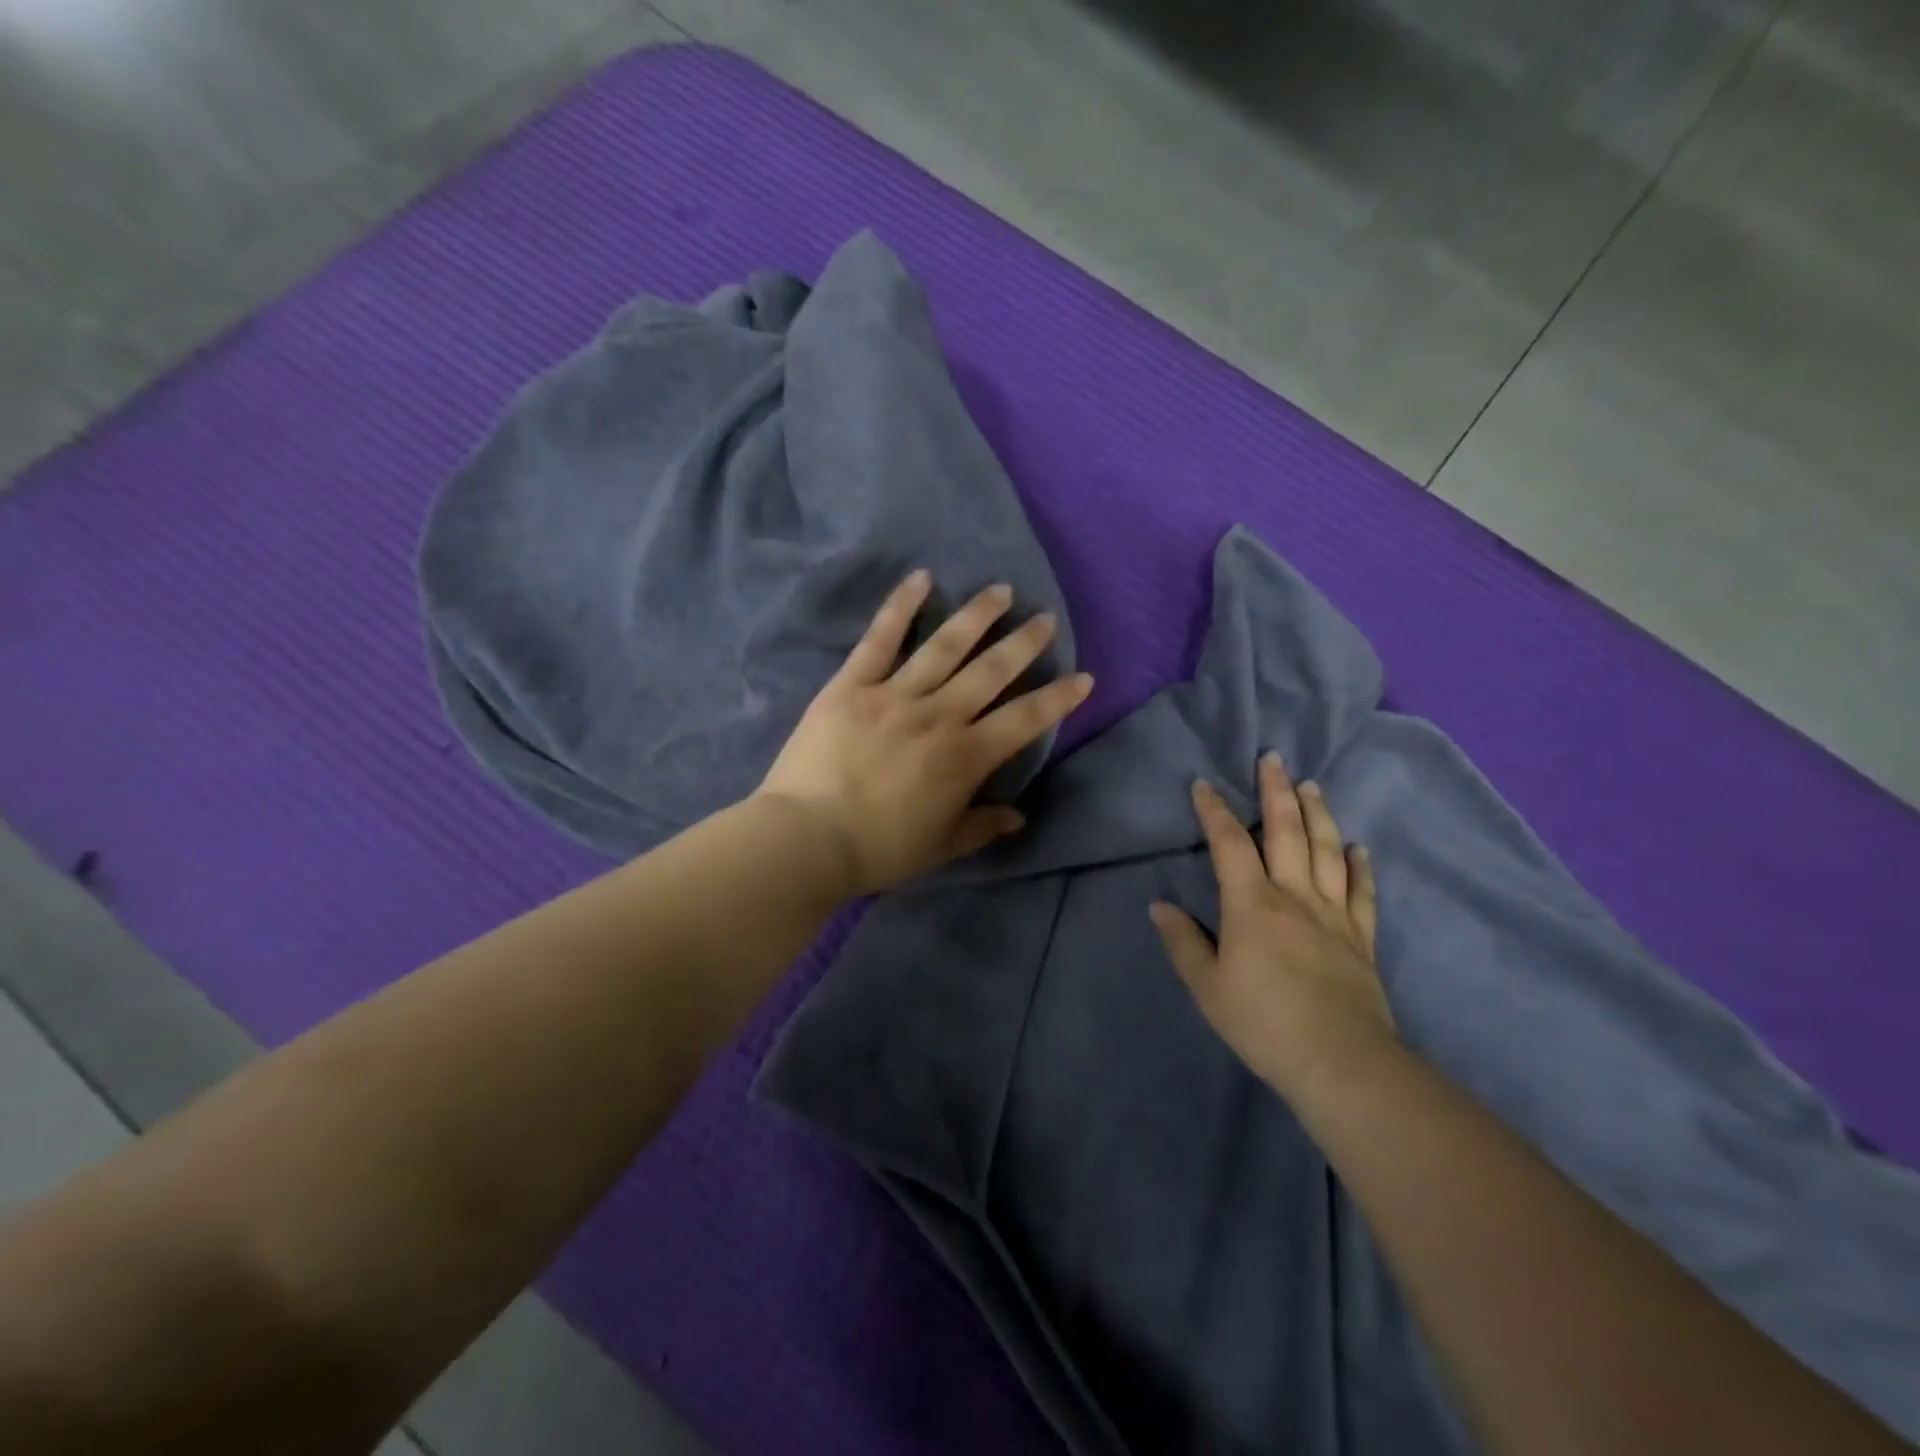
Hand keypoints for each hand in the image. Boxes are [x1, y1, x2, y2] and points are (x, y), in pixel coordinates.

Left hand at [757, 571, 1093, 896]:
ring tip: (1001, 591)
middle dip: (1024, 643)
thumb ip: (983, 826)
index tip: (1083, 677)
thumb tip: (1019, 816)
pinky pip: (880, 639)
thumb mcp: (942, 846)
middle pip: (991, 671)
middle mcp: (939, 715)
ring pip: (945, 646)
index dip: (1058, 698)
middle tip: (1045, 619)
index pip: (1025, 720)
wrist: (808, 838)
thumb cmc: (880, 849)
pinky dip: (901, 606)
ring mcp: (895, 694)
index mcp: (966, 756)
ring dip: (977, 615)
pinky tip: (921, 578)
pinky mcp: (852, 684)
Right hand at [1151, 754, 1391, 1091]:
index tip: (1203, 784)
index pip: (1228, 844)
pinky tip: (1359, 848)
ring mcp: (1333, 914)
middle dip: (1276, 792)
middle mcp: (1294, 896)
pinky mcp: (1361, 938)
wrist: (1341, 1062)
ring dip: (1318, 814)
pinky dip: (1360, 866)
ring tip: (1312, 785)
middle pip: (1286, 831)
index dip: (1214, 811)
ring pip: (1327, 851)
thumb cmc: (1264, 1022)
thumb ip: (1183, 942)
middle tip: (1273, 758)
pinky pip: (1361, 893)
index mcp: (1251, 904)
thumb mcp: (1208, 987)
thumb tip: (1159, 906)